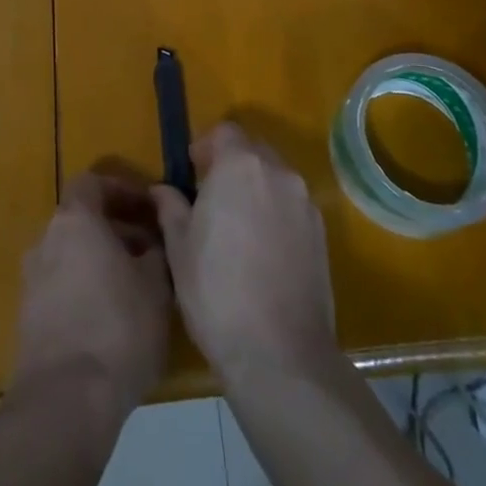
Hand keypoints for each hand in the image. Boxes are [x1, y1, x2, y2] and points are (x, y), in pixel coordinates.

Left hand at [10, 171, 171, 421]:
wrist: (65, 402)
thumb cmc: (118, 328)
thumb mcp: (156, 285)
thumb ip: (156, 251)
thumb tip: (152, 242)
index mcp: (74, 221)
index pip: (92, 183)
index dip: (122, 190)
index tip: (149, 208)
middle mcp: (45, 241)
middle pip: (81, 221)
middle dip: (116, 230)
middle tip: (151, 252)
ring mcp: (31, 281)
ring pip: (71, 256)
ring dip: (101, 262)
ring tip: (137, 289)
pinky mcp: (27, 320)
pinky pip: (61, 288)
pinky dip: (85, 290)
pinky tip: (112, 321)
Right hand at [150, 123, 336, 380]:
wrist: (280, 354)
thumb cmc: (217, 292)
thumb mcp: (179, 248)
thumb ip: (171, 208)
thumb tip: (162, 190)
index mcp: (240, 166)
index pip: (225, 132)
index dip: (205, 147)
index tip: (192, 174)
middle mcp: (278, 173)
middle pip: (253, 150)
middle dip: (231, 165)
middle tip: (210, 200)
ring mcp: (305, 203)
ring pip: (275, 178)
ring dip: (255, 189)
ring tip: (236, 228)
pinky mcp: (322, 233)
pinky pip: (292, 206)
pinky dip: (275, 213)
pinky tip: (261, 251)